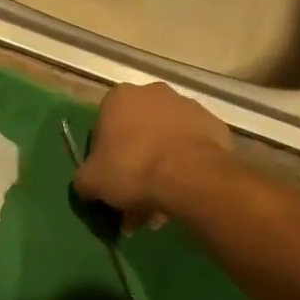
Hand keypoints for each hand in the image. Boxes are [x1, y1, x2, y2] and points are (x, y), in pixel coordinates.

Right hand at [74, 82, 230, 229]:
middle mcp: (153, 93)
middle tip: (135, 197)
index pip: (104, 126)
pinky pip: (192, 148)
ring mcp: (188, 106)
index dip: (104, 156)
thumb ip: (84, 179)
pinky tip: (183, 194)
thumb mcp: (91, 181)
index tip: (110, 180)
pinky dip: (186, 167)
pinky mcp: (214, 125)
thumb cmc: (132, 169)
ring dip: (161, 168)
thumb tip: (89, 184)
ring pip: (166, 141)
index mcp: (119, 97)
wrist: (190, 176)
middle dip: (135, 164)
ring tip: (161, 205)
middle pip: (138, 132)